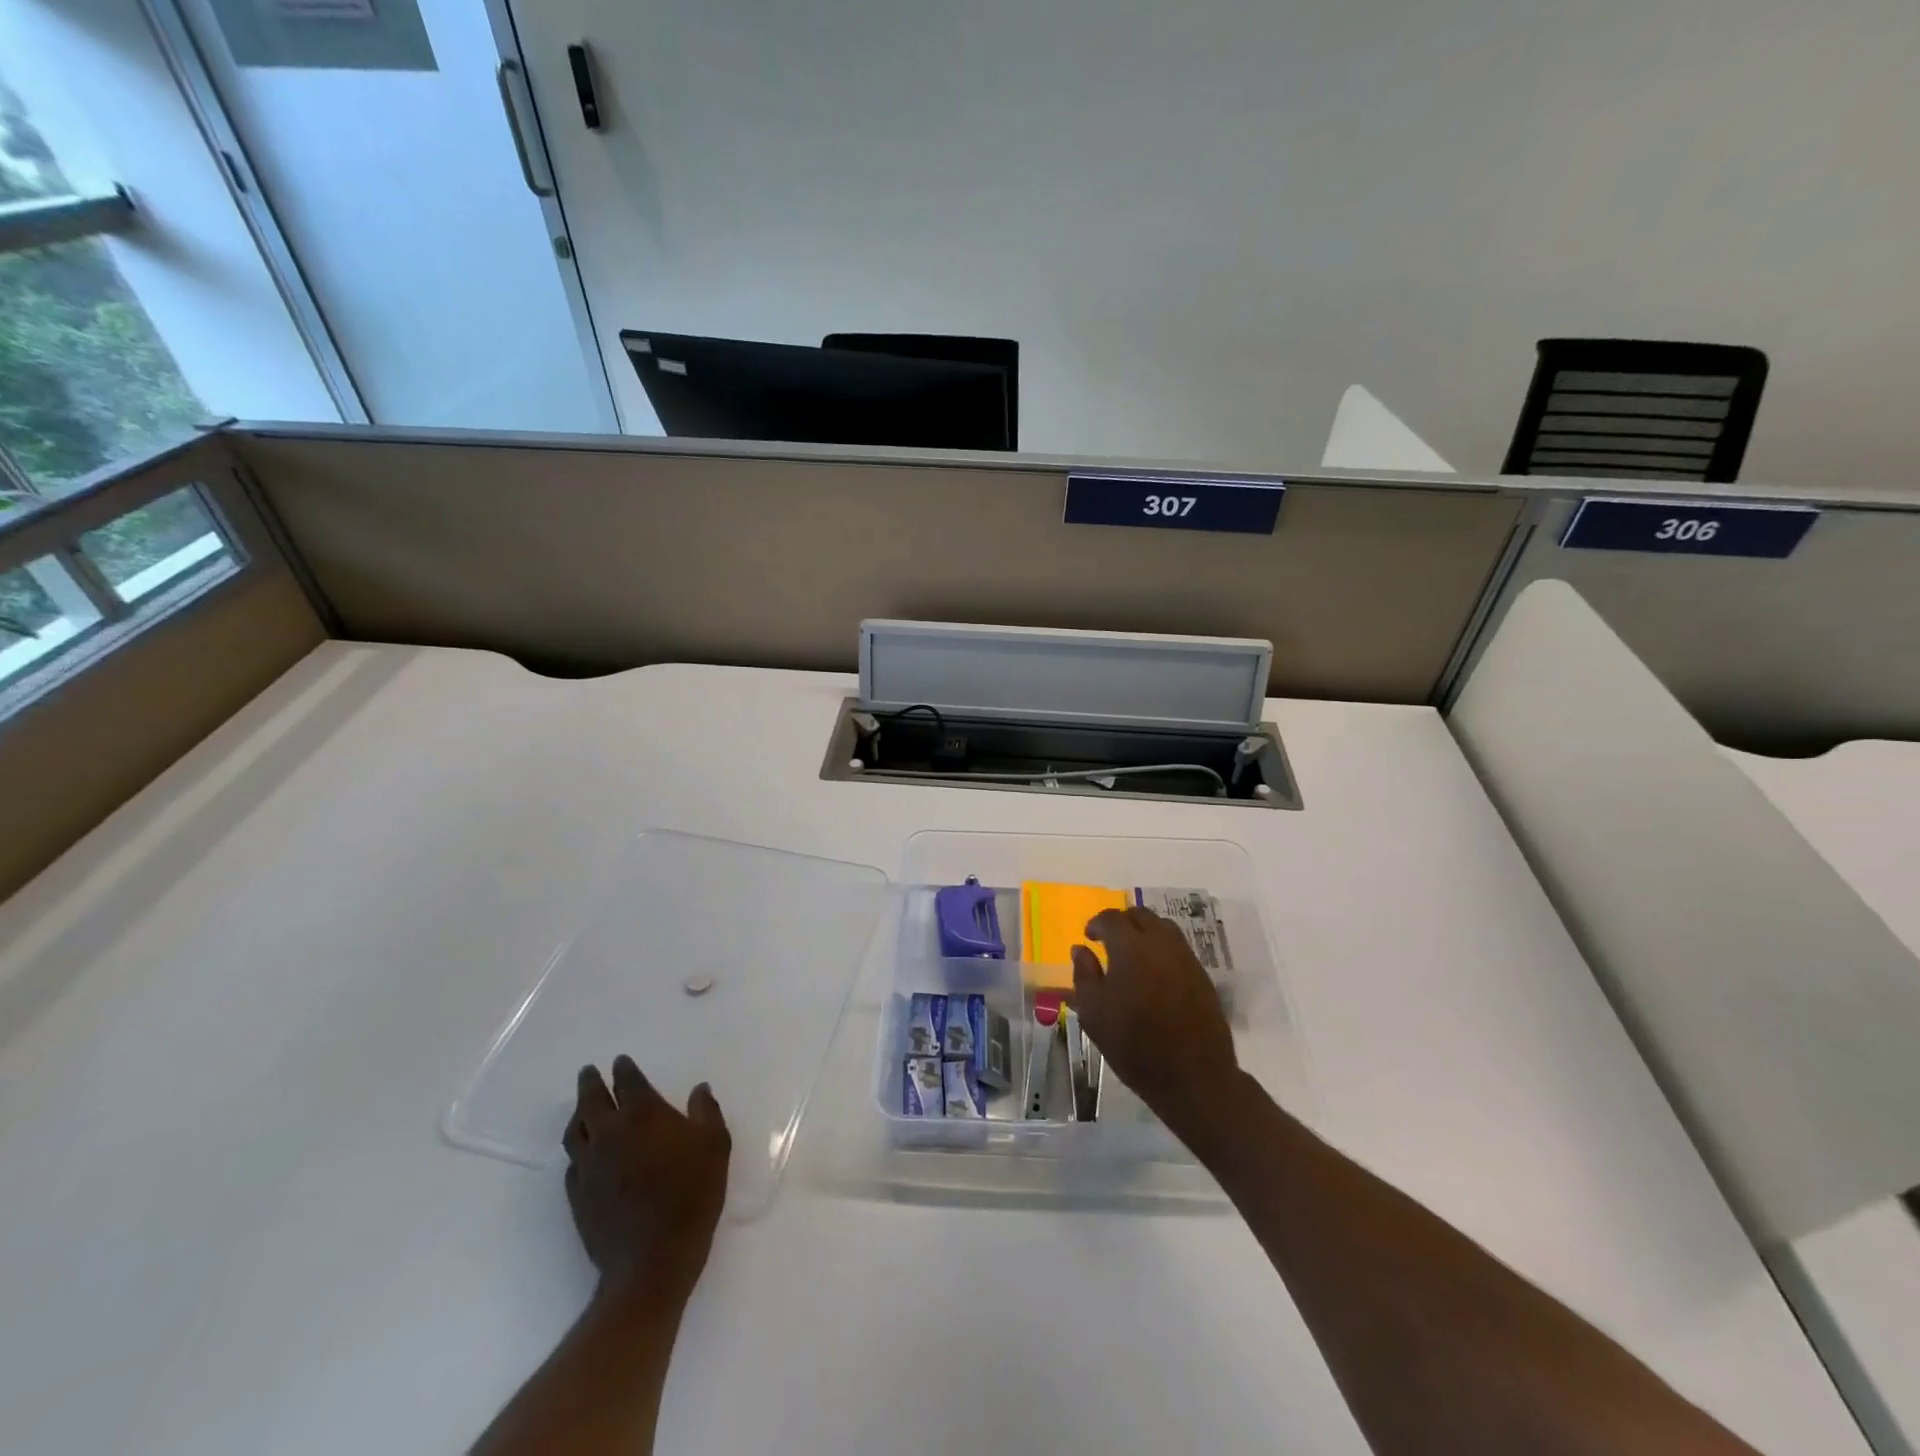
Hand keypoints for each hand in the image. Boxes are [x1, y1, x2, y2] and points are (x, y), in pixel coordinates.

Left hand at [564, 1056, 731, 1303]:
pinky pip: (572, 1164)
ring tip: (581, 1108)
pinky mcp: (577, 1196)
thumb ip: (707, 1110)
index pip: (627, 1081)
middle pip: (591, 1100)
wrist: (652, 1260)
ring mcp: (589, 1166)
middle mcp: (609, 1133)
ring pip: (574, 1131)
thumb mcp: (715, 1145)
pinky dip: (577, 1150)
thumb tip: (699, 1089)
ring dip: (577, 1114)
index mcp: (642, 1114)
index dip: (624, 1069)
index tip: (621, 1061)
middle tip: (588, 1072)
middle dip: (590, 1083)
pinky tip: (583, 1153)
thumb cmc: (691, 1194)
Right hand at [1071, 907, 1240, 1133]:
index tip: (1089, 937)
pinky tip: (1154, 972)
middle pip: (1140, 916)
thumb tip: (1081, 949)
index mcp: (1130, 947)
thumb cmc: (1134, 1045)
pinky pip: (1178, 947)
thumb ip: (1084, 975)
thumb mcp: (1094, 1013)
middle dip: (1122, 922)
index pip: (1111, 918)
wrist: (1193, 1076)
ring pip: (1163, 927)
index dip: (1097, 923)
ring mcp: (1185, 957)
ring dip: (1144, 931)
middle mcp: (1161, 943)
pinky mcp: (1202, 974)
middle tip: (1109, 942)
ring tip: (1133, 954)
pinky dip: (1162, 948)